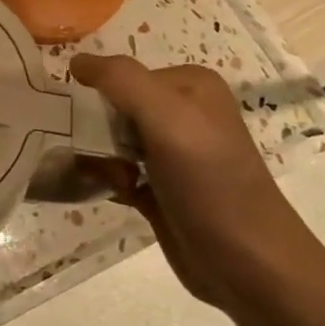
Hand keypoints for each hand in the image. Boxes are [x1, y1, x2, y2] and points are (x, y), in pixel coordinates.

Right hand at [69, 54, 318, 313]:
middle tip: (105, 156)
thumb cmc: (209, 182)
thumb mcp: (166, 116)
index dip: (99, 97)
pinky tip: (114, 193)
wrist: (248, 265)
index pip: (122, 75)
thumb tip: (75, 60)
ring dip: (100, 159)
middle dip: (97, 131)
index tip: (89, 123)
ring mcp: (173, 153)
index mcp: (190, 86)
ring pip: (110, 140)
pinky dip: (106, 179)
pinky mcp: (161, 187)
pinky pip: (116, 171)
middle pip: (114, 107)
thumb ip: (120, 79)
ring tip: (117, 180)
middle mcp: (183, 113)